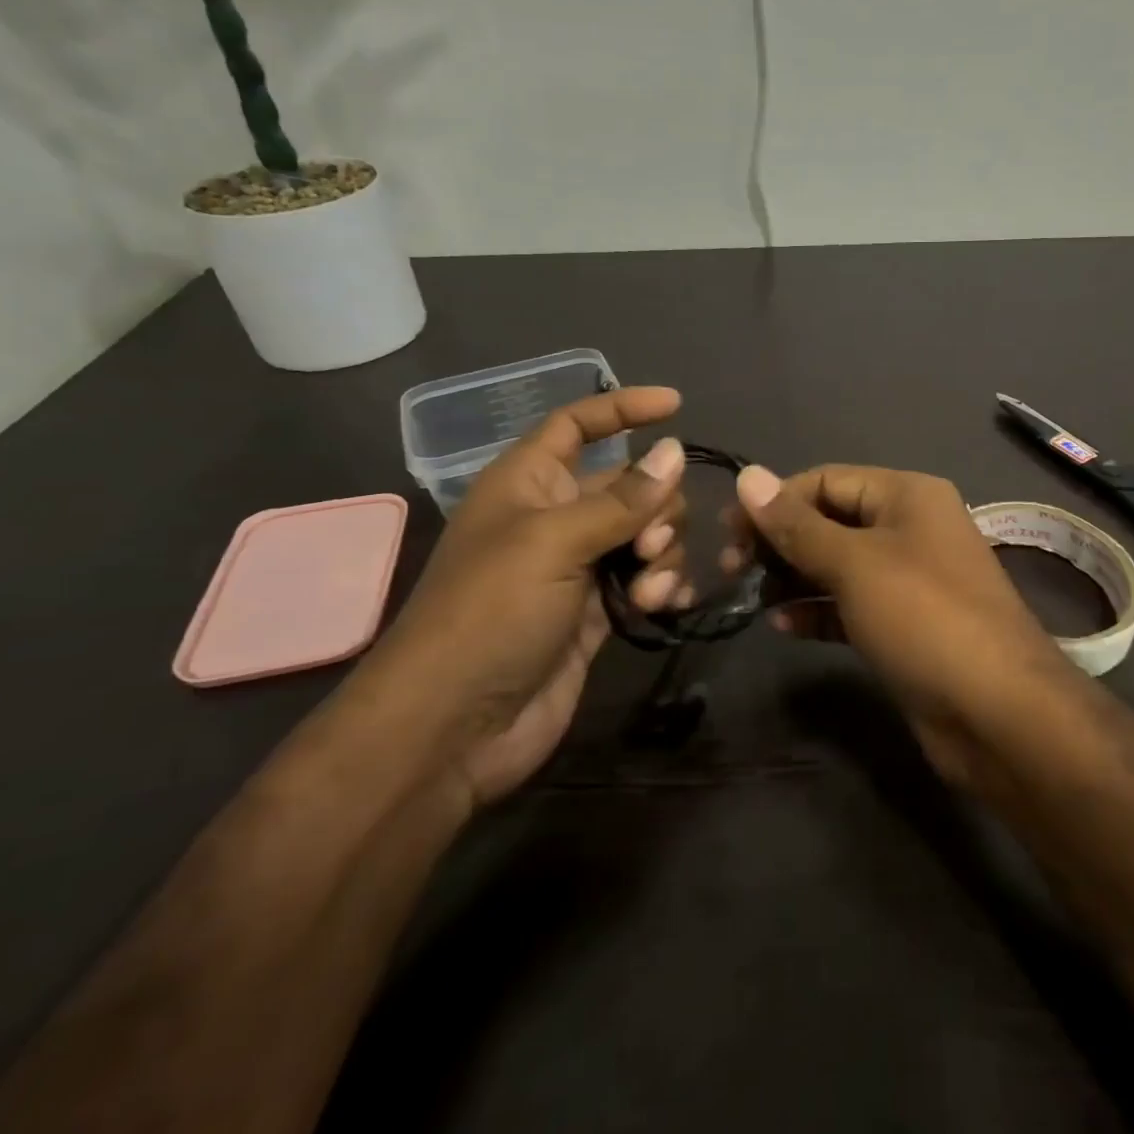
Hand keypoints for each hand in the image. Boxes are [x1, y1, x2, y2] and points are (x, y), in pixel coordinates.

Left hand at [360, 388, 690, 805]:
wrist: (456, 727)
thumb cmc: (491, 613)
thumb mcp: (555, 542)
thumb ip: (622, 499)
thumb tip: (675, 452)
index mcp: (529, 483)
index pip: (577, 425)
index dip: (622, 409)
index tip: (676, 406)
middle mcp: (556, 517)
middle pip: (630, 485)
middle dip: (657, 507)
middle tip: (650, 544)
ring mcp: (579, 567)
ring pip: (647, 534)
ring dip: (664, 555)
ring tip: (650, 592)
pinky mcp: (598, 612)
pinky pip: (648, 579)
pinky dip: (665, 586)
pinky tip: (668, 606)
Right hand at [733, 463, 1074, 783]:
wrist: (998, 713)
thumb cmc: (923, 618)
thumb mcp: (854, 564)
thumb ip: (796, 524)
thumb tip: (747, 475)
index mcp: (907, 495)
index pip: (826, 480)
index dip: (775, 501)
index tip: (727, 532)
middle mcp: (910, 528)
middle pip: (830, 521)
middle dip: (781, 541)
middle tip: (732, 569)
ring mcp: (910, 579)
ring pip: (838, 565)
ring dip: (793, 577)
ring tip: (750, 597)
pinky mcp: (905, 625)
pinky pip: (851, 605)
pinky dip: (817, 611)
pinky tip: (783, 626)